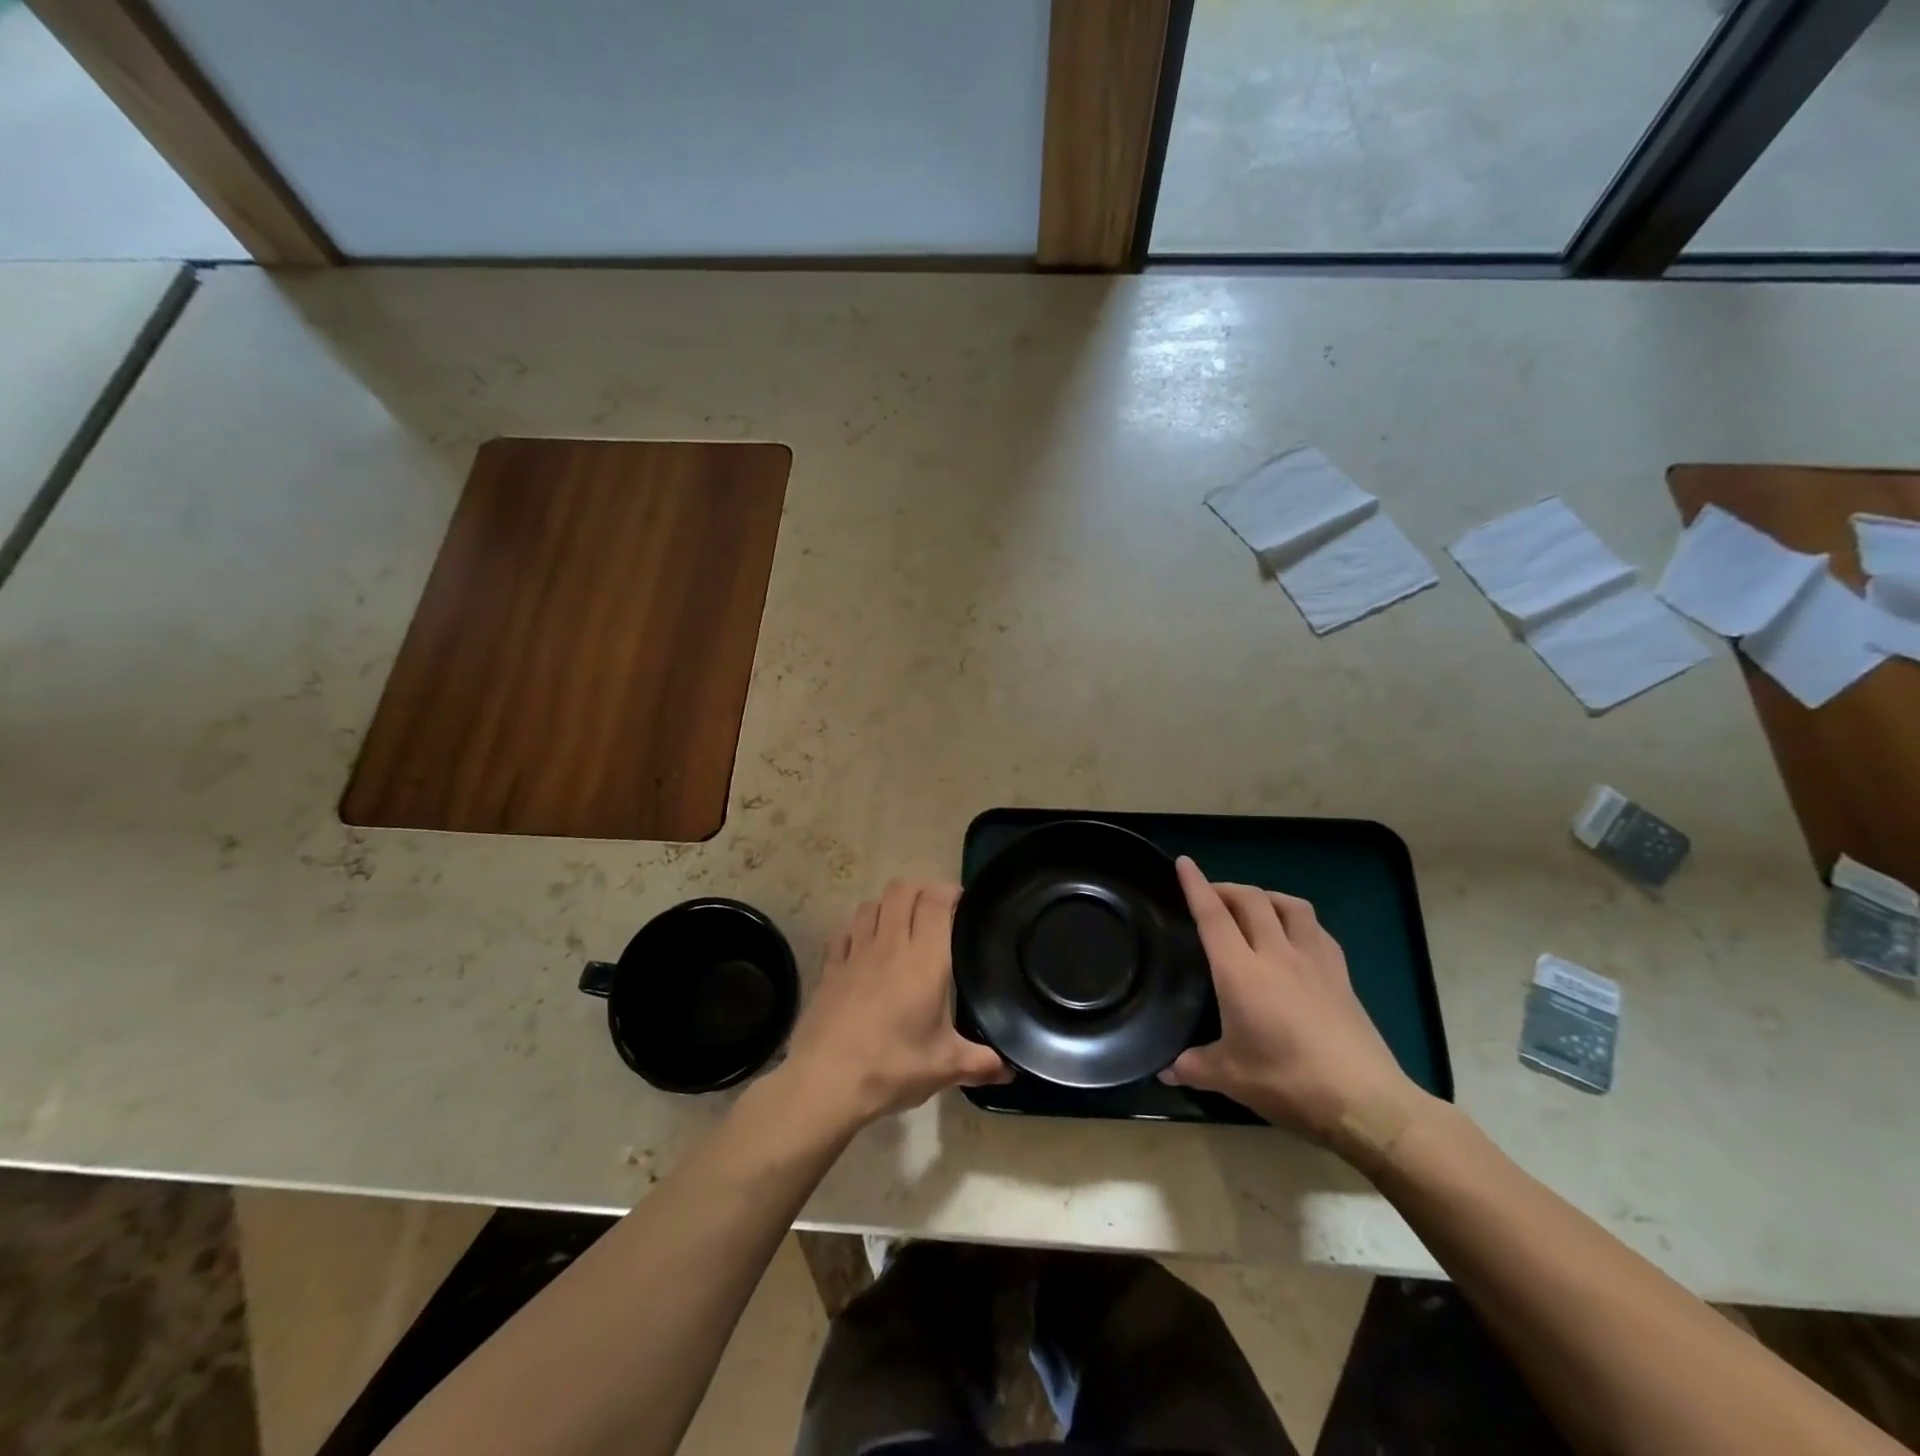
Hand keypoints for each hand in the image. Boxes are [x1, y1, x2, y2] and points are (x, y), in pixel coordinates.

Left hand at [781, 879, 1009, 1129]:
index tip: (962, 903)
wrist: (825, 1083)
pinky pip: (843, 931)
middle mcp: (889, 945)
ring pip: (870, 905)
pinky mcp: (829, 968)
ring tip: (900, 925)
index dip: (949, 892)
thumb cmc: (892, 1068)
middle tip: (935, 911)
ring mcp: (855, 953)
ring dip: (887, 906)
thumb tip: (1011, 1072)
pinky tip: (863, 946)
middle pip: (902, 890)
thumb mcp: (945, 1068)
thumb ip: (981, 1063)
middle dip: (920, 890)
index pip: (935, 901)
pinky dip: (857, 929)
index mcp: (924, 960)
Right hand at [1162, 857, 1429, 1164]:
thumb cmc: (1288, 1083)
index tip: (1184, 862)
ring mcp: (1314, 961)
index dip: (1196, 885)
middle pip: (1251, 900)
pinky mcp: (1341, 975)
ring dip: (1266, 896)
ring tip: (1254, 907)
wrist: (1365, 1102)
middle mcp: (1276, 954)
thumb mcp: (1230, 1078)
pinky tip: (1295, 936)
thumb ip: (1194, 1066)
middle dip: (1227, 888)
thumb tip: (1164, 1071)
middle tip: (1211, 895)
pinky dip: (1298, 920)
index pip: (1213, 916)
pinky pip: (1317, 930)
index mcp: (1241, 971)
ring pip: (1290, 905)